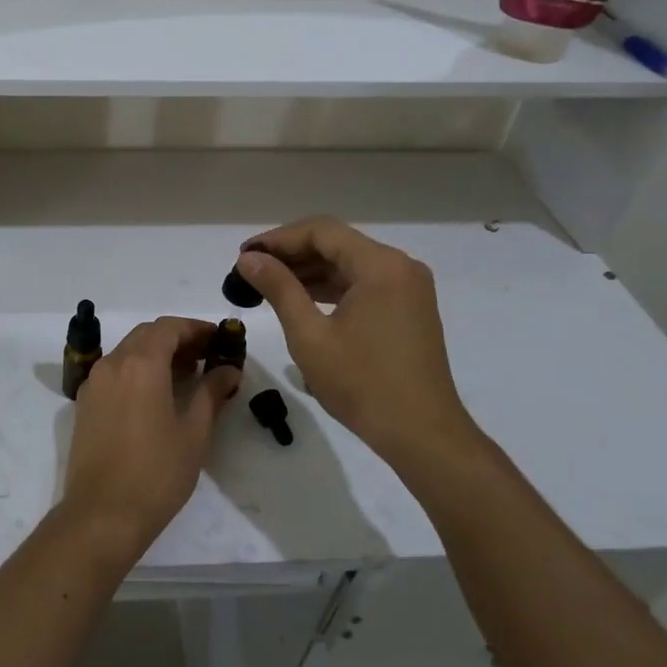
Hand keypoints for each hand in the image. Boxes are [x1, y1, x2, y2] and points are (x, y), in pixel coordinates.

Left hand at [62, 317, 240, 558]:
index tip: (219, 338)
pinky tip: (156, 395)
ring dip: (156, 354)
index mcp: (140, 364)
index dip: (196, 328)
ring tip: (186, 376)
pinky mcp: (85, 403)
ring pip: (128, 352)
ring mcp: (94, 383)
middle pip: (146, 335)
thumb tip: (229, 370)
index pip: (169, 327)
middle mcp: (112, 364)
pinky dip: (137, 370)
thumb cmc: (156, 474)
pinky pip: (114, 372)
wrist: (101, 515)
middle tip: (206, 356)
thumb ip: (211, 393)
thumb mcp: (194, 433)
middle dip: (177, 338)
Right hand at [235, 218, 484, 482]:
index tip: (244, 255)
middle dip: (292, 254)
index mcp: (380, 266)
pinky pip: (363, 283)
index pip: (321, 231)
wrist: (422, 434)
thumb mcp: (310, 335)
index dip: (278, 239)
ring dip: (309, 271)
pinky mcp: (409, 308)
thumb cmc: (362, 384)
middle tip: (251, 270)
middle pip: (337, 243)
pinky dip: (331, 287)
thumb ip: (278, 288)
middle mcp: (400, 266)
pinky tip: (301, 300)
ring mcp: (408, 288)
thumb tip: (248, 259)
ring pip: (349, 264)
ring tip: (268, 285)